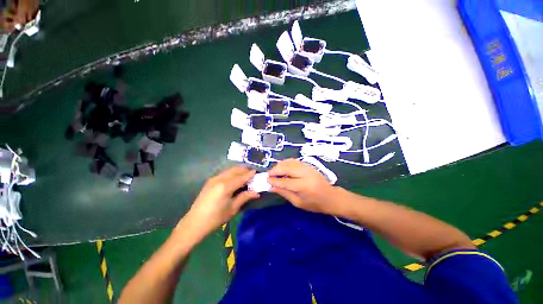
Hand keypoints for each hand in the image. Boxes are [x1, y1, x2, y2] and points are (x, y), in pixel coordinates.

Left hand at [184, 166, 258, 237]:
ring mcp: (214, 178)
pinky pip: (225, 173)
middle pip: (236, 170)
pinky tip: (235, 179)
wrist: (194, 223)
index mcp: (226, 186)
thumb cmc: (216, 218)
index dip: (250, 174)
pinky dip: (232, 173)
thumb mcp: (233, 209)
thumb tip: (257, 192)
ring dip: (239, 171)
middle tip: (252, 174)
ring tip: (245, 176)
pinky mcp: (210, 180)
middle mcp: (220, 179)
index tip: (257, 172)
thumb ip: (245, 197)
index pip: (242, 177)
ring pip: (230, 170)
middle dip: (245, 170)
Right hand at [267, 159, 338, 214]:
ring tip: (274, 171)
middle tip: (269, 174)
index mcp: (304, 187)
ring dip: (280, 165)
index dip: (274, 180)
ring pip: (290, 162)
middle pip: (287, 168)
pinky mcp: (309, 165)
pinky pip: (294, 161)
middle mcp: (306, 174)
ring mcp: (308, 168)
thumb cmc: (315, 204)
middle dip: (275, 170)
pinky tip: (282, 167)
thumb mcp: (298, 202)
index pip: (285, 182)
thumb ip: (284, 193)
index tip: (266, 180)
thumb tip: (271, 187)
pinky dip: (286, 163)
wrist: (331, 197)